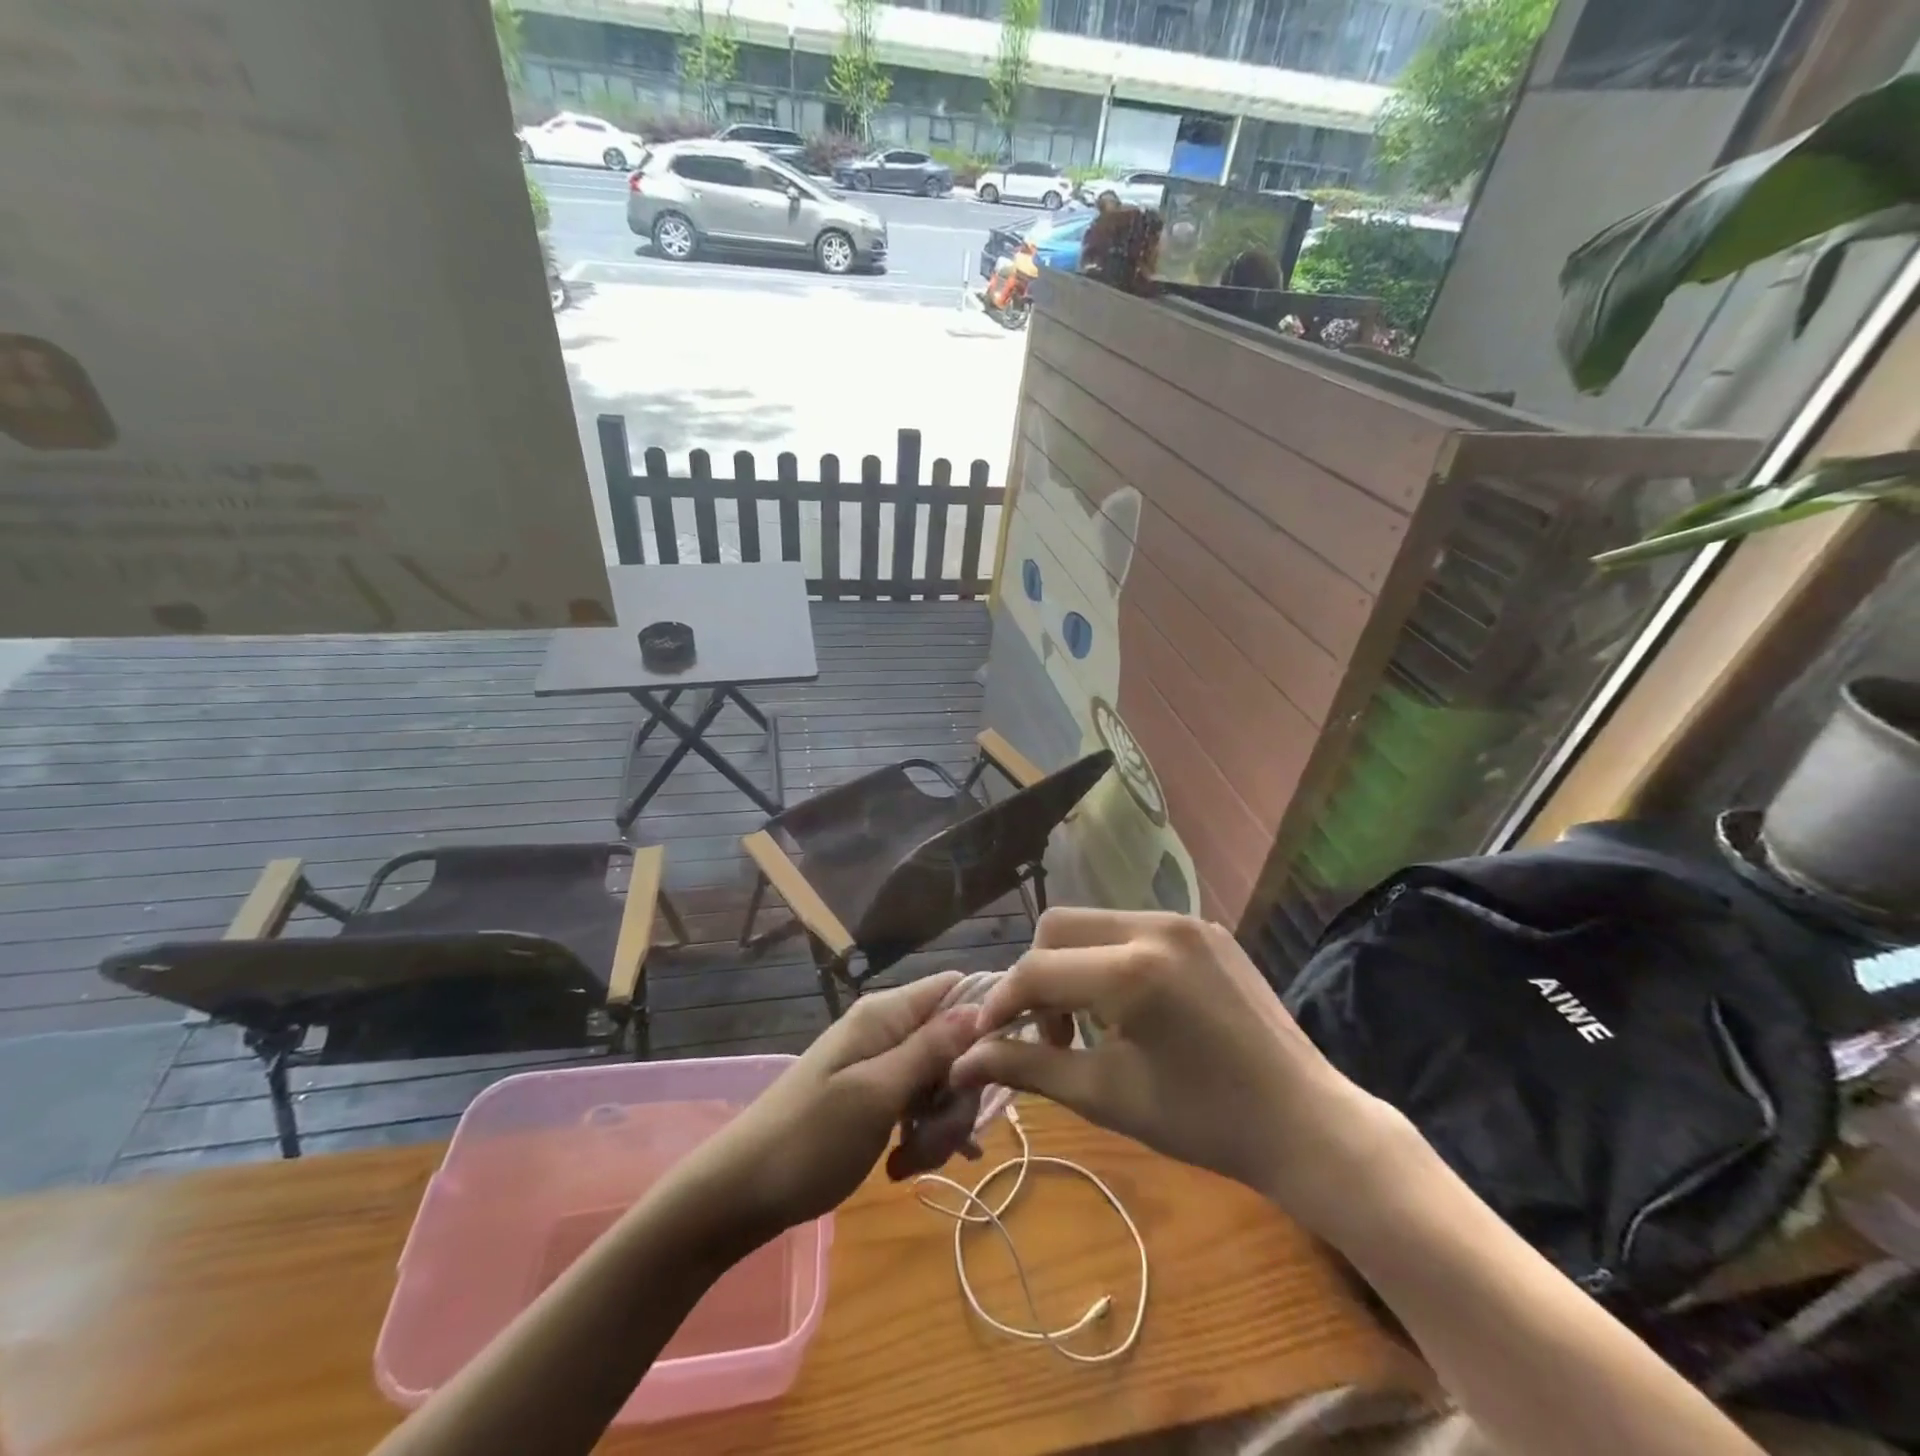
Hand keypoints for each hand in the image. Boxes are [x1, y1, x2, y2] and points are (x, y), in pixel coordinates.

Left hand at [682, 971, 982, 1239]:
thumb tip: (980, 1006)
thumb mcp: (877, 1094)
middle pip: (954, 1045)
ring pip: (939, 1082)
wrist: (740, 1194)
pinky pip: (916, 1106)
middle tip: (937, 1141)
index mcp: (886, 1015)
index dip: (983, 1021)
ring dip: (938, 1125)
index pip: (955, 988)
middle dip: (957, 1095)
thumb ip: (930, 1049)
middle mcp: (886, 1031)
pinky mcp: (874, 1098)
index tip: (994, 1070)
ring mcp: (879, 1065)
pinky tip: (907, 1167)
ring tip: (910, 1162)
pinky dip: (920, 1135)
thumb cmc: (809, 1140)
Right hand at [948, 908, 1401, 1234]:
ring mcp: (1185, 920)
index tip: (986, 1038)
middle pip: (1058, 926)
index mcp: (1132, 970)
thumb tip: (962, 1060)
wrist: (1306, 1123)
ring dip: (1072, 965)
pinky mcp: (1205, 928)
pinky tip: (1130, 1006)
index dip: (1002, 1003)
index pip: (1037, 970)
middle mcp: (1155, 926)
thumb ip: (1028, 1066)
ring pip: (1094, 922)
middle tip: (1047, 1032)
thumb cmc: (1203, 1122)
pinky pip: (1134, 928)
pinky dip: (1111, 959)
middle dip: (1036, 975)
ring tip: (1089, 1023)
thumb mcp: (1105, 1095)